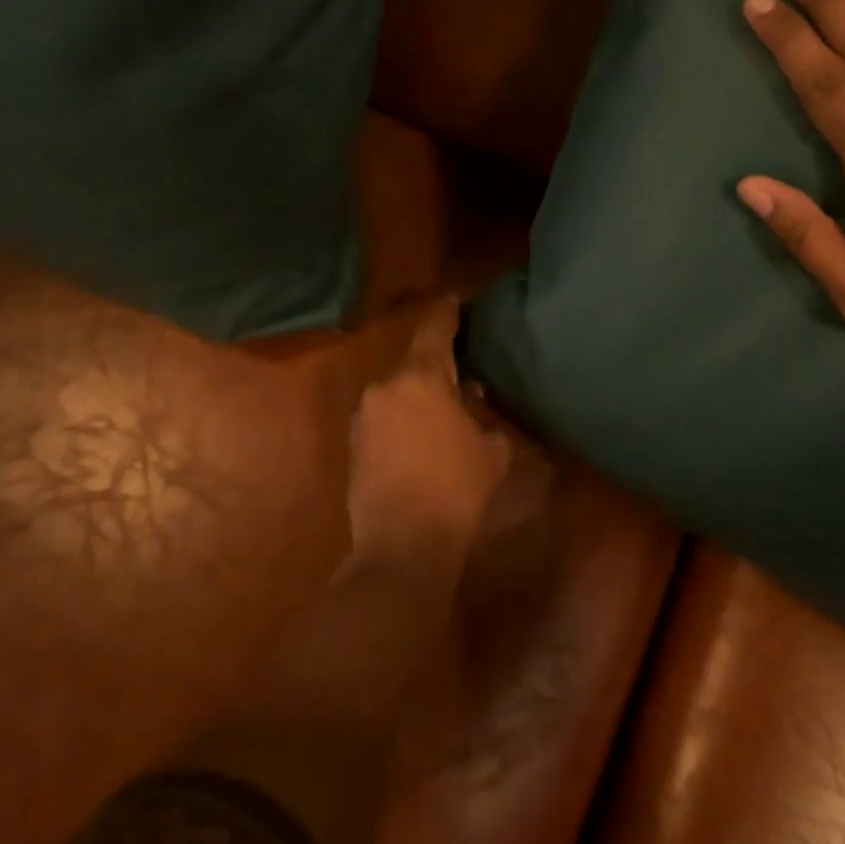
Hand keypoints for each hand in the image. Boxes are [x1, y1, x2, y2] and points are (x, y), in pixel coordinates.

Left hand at [343, 295, 514, 572]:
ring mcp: (363, 416)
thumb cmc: (457, 488)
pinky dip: (403, 419)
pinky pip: (384, 417)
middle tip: (462, 372)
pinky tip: (422, 439)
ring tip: (444, 411)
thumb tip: (472, 396)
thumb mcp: (491, 450)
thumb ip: (484, 414)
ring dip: (418, 396)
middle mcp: (384, 388)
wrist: (403, 545)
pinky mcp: (353, 444)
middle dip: (437, 365)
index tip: (455, 298)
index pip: (434, 329)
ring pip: (397, 392)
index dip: (447, 312)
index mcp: (420, 378)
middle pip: (414, 363)